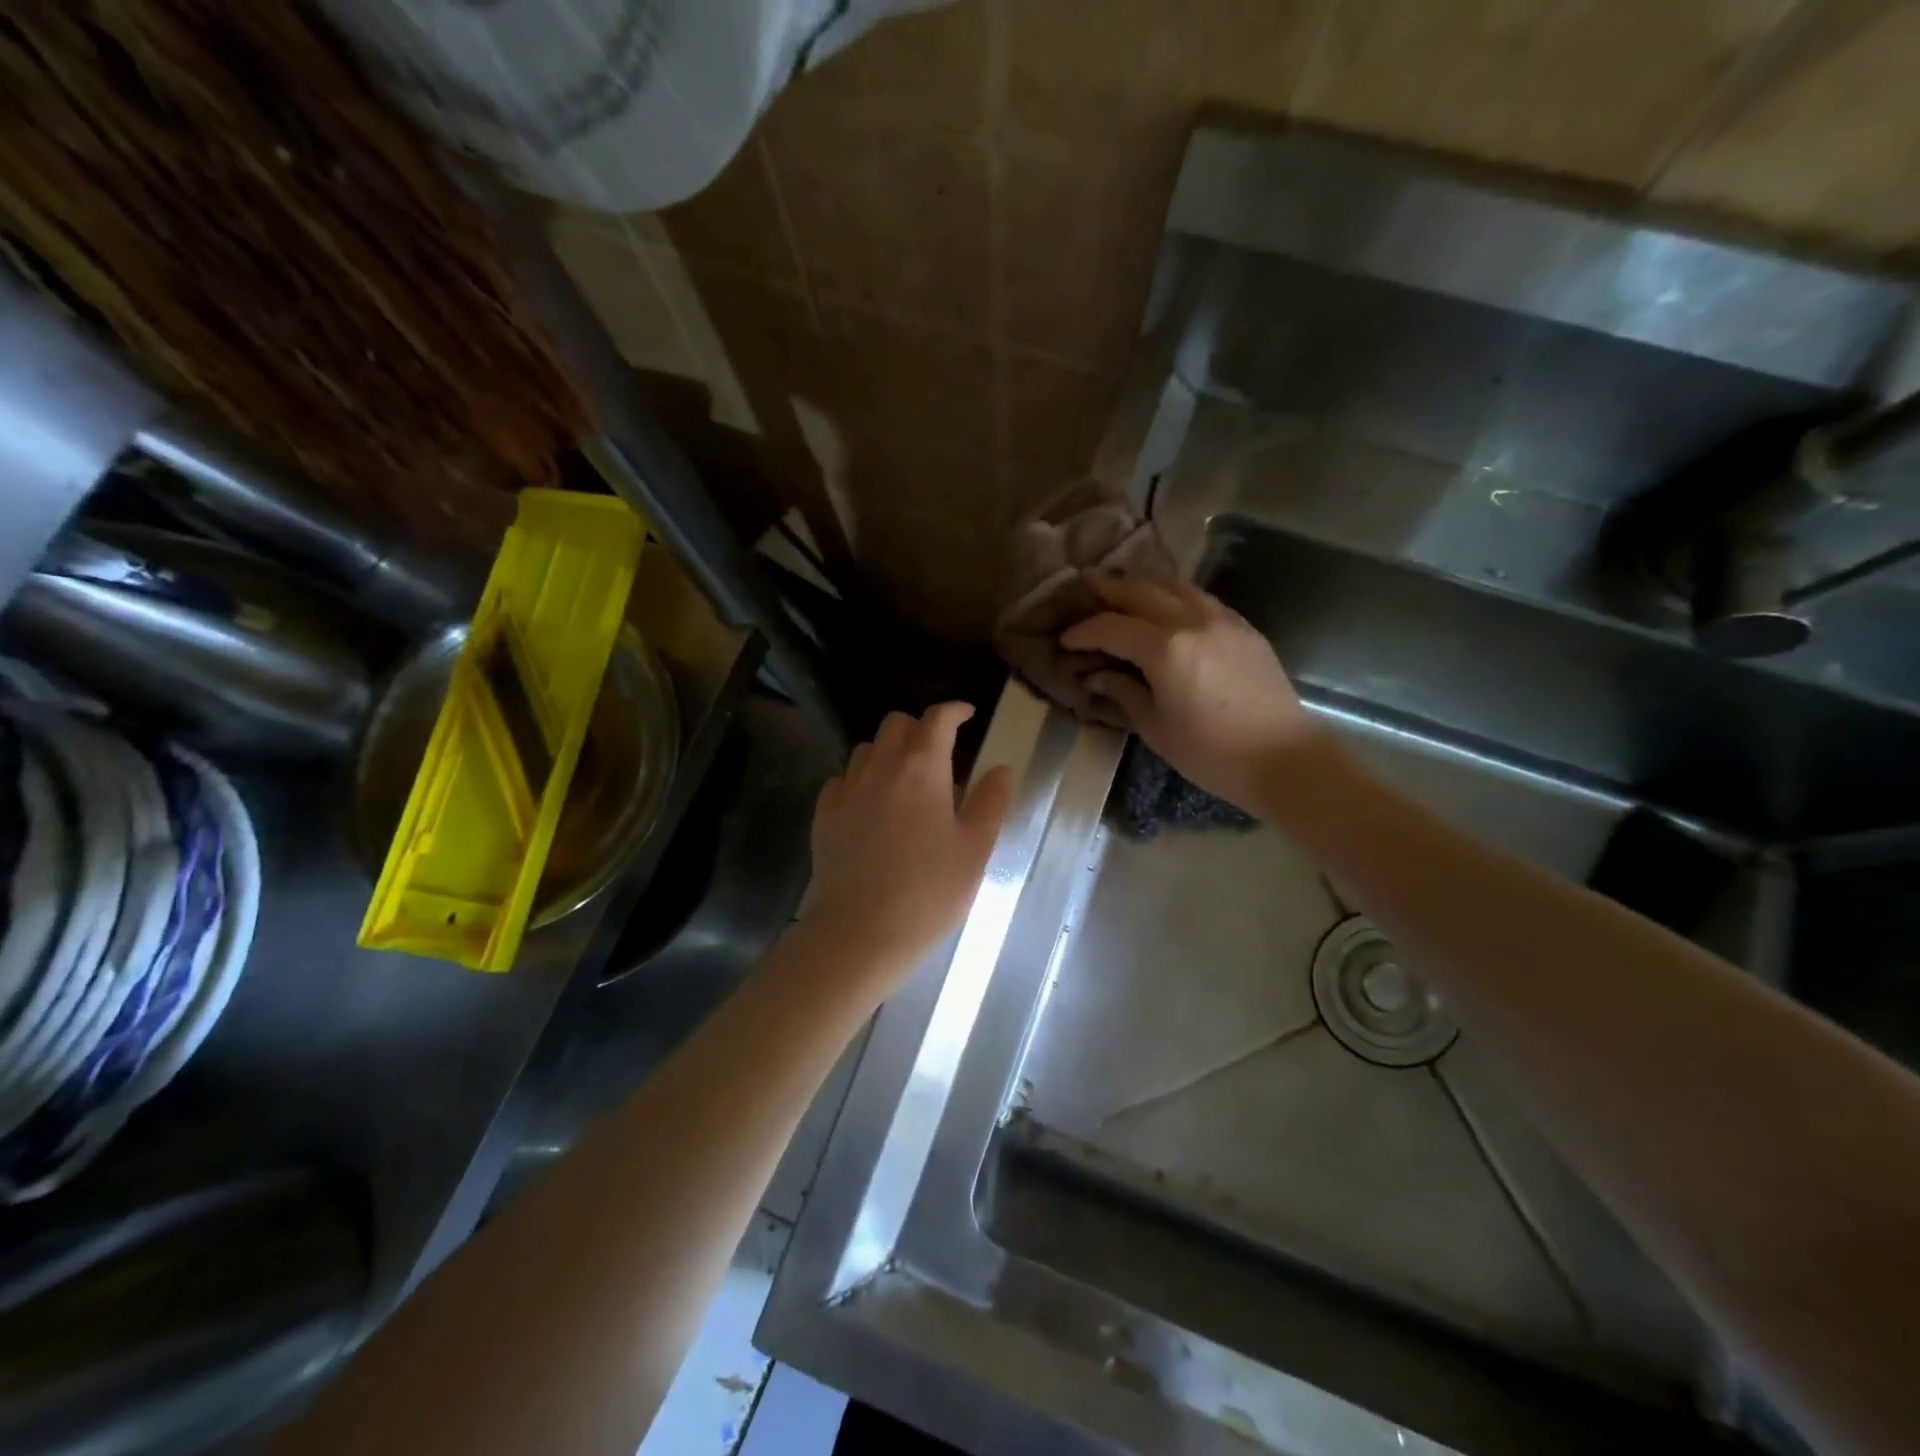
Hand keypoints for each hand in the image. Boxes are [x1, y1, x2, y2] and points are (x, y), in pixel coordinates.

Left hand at [799, 702, 1012, 997]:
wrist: (861, 933)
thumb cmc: (929, 892)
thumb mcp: (975, 850)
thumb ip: (990, 802)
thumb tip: (1001, 769)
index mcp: (922, 769)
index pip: (937, 719)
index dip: (954, 710)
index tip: (967, 715)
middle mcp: (880, 768)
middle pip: (896, 724)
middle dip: (919, 727)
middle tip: (939, 752)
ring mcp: (846, 790)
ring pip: (867, 749)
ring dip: (888, 752)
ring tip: (905, 780)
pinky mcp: (824, 815)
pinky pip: (842, 779)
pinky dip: (861, 780)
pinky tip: (871, 805)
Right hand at [1060, 570, 1324, 813]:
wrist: (1284, 757)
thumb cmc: (1212, 753)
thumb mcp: (1156, 728)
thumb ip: (1124, 693)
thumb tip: (1097, 676)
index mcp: (1165, 649)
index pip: (1112, 628)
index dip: (1084, 632)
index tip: (1065, 640)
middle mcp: (1191, 621)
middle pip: (1141, 591)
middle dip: (1109, 586)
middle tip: (1084, 582)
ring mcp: (1222, 619)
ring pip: (1174, 585)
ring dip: (1143, 581)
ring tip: (1122, 583)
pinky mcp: (1243, 627)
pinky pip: (1200, 597)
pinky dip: (1174, 592)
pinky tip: (1166, 602)